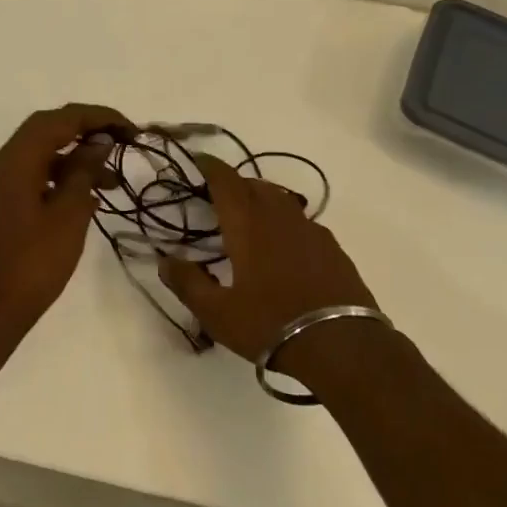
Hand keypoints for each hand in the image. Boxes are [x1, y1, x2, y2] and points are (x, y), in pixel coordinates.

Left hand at [0, 103, 131, 342]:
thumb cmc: (33, 262)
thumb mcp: (68, 214)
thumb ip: (83, 171)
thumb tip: (98, 141)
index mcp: (15, 160)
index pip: (59, 119)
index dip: (97, 116)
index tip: (129, 128)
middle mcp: (4, 163)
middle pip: (48, 129)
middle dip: (87, 130)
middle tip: (122, 141)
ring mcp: (1, 183)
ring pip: (43, 153)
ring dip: (77, 157)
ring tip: (114, 179)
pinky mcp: (5, 203)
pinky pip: (37, 174)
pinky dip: (64, 176)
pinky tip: (91, 196)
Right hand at [159, 154, 384, 379]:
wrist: (341, 345)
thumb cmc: (270, 324)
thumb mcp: (217, 313)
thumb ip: (188, 283)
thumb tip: (165, 260)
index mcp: (247, 224)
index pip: (226, 180)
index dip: (211, 167)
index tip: (199, 161)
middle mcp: (279, 216)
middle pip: (254, 185)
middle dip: (234, 184)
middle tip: (219, 199)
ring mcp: (310, 229)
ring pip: (280, 199)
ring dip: (261, 200)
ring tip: (250, 220)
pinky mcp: (332, 247)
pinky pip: (302, 221)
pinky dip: (285, 222)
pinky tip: (284, 247)